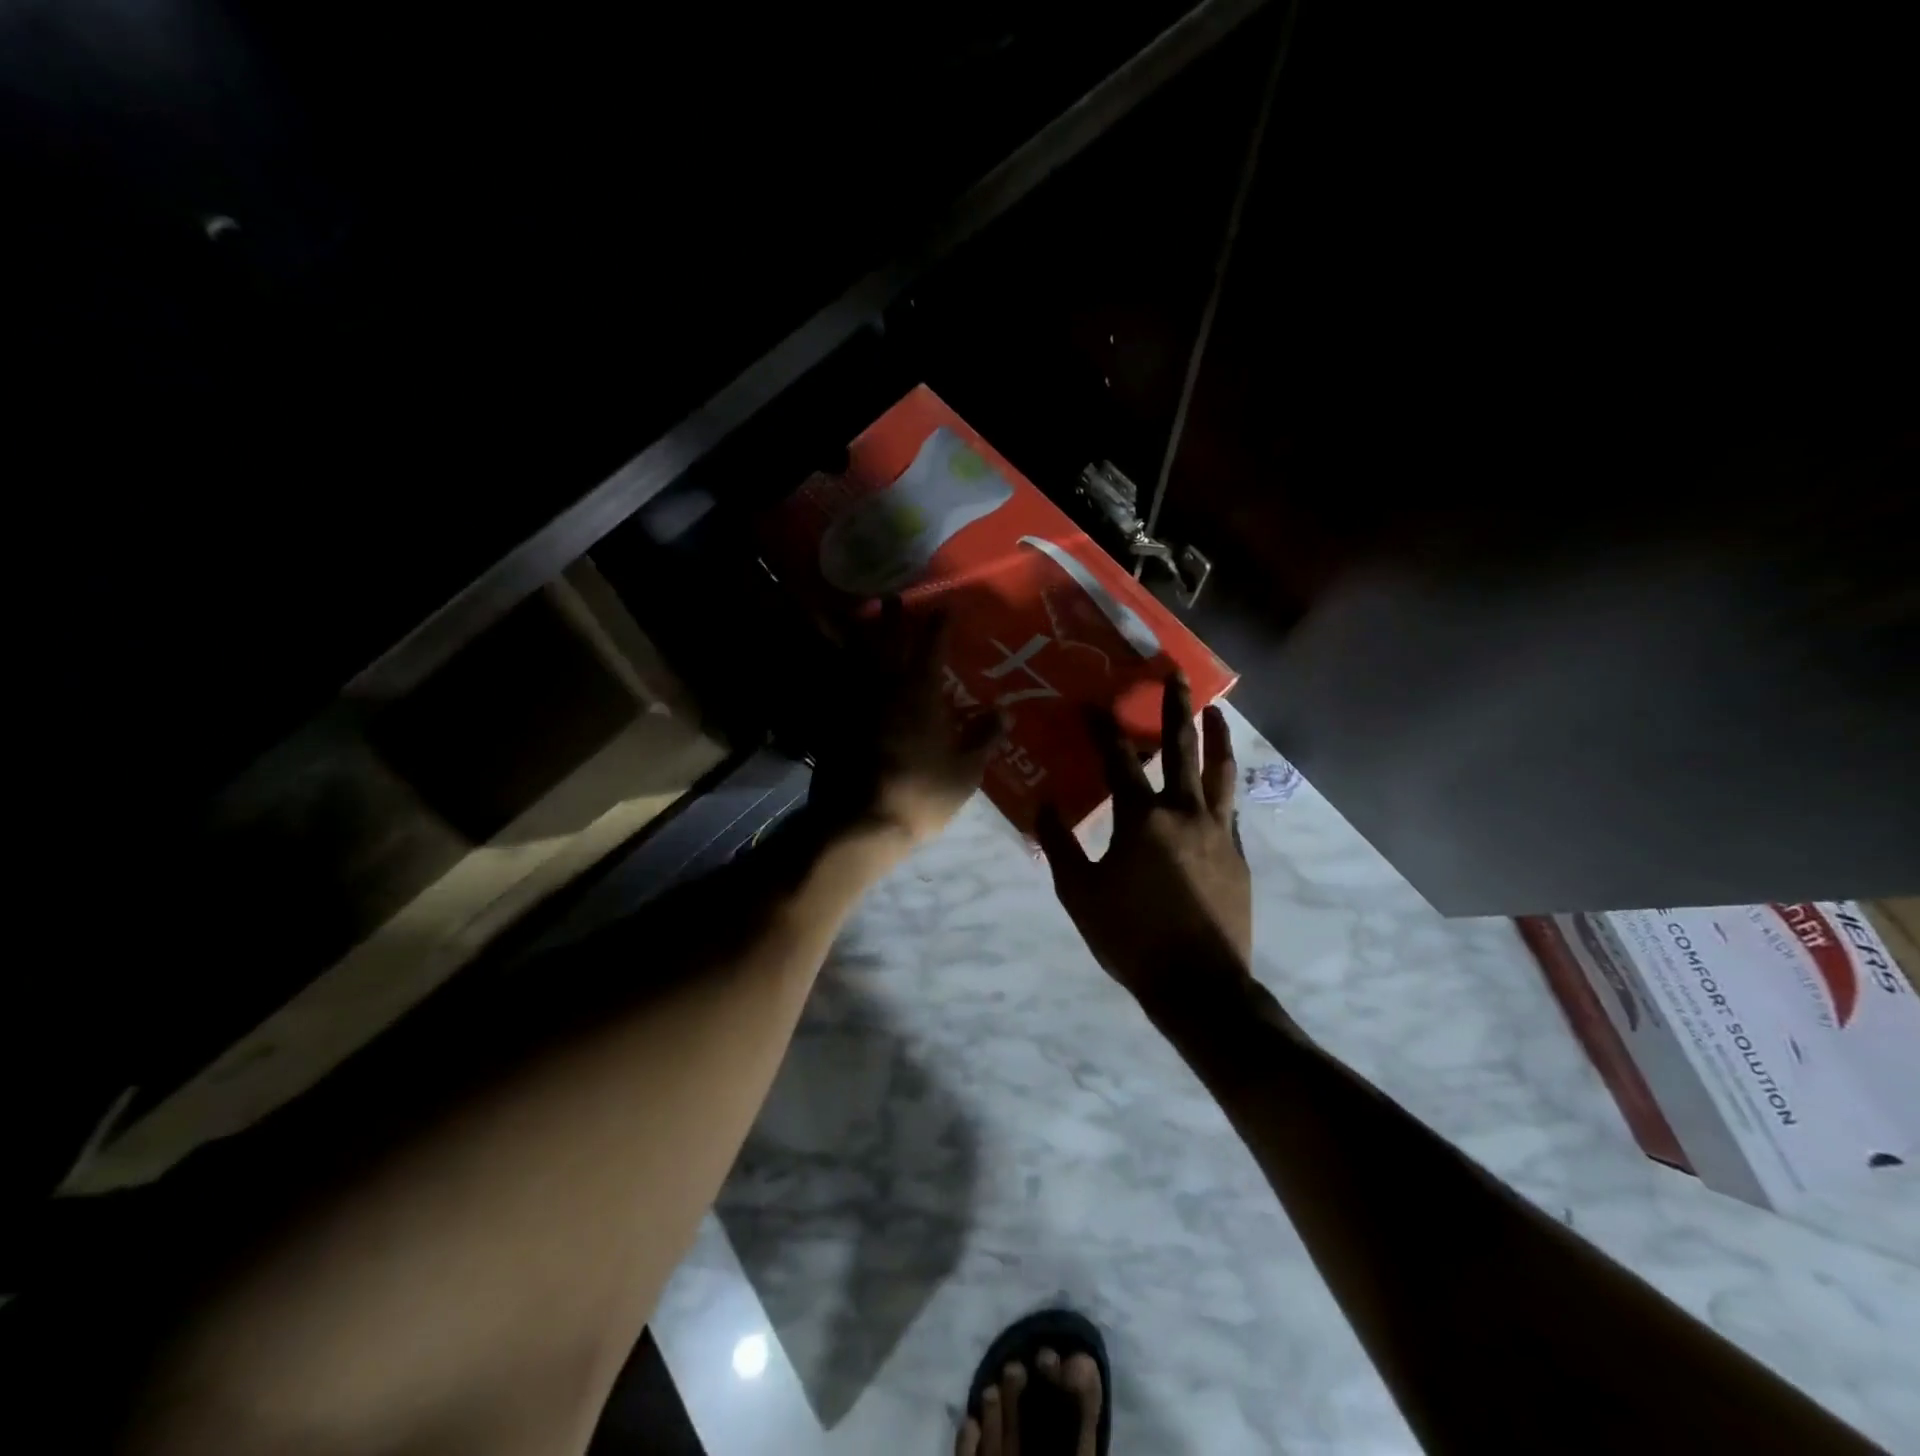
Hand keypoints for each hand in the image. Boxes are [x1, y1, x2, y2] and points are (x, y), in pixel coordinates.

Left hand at [808, 600, 1004, 850]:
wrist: (860, 823)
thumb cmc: (921, 793)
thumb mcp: (965, 771)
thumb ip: (984, 737)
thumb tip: (1007, 712)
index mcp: (920, 693)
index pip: (932, 647)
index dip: (938, 625)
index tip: (943, 607)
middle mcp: (885, 688)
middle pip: (887, 642)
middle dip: (892, 617)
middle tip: (892, 596)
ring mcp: (854, 703)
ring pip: (855, 658)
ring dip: (858, 634)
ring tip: (858, 617)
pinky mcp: (832, 723)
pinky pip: (834, 686)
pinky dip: (835, 670)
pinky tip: (835, 667)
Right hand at [1035, 673, 1251, 1009]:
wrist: (1199, 985)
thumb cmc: (1131, 937)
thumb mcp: (1079, 894)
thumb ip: (1060, 845)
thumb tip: (1044, 804)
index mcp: (1142, 819)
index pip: (1118, 759)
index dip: (1102, 728)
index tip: (1092, 702)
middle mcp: (1184, 812)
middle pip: (1181, 747)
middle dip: (1175, 707)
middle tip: (1176, 675)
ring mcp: (1218, 830)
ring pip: (1221, 770)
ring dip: (1218, 736)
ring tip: (1217, 710)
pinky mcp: (1238, 852)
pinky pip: (1230, 806)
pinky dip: (1224, 784)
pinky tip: (1220, 781)